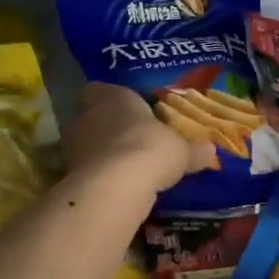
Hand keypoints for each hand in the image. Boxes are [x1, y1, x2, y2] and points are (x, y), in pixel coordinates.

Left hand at [63, 82, 216, 192]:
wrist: (115, 186)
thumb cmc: (151, 150)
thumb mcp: (182, 151)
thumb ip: (194, 150)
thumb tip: (211, 151)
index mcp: (113, 97)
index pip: (101, 89)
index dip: (112, 99)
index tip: (129, 112)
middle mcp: (87, 115)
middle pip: (92, 117)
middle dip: (108, 129)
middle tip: (131, 143)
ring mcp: (72, 145)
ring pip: (86, 144)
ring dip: (101, 154)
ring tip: (125, 169)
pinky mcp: (67, 173)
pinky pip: (84, 170)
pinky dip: (96, 177)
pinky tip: (115, 188)